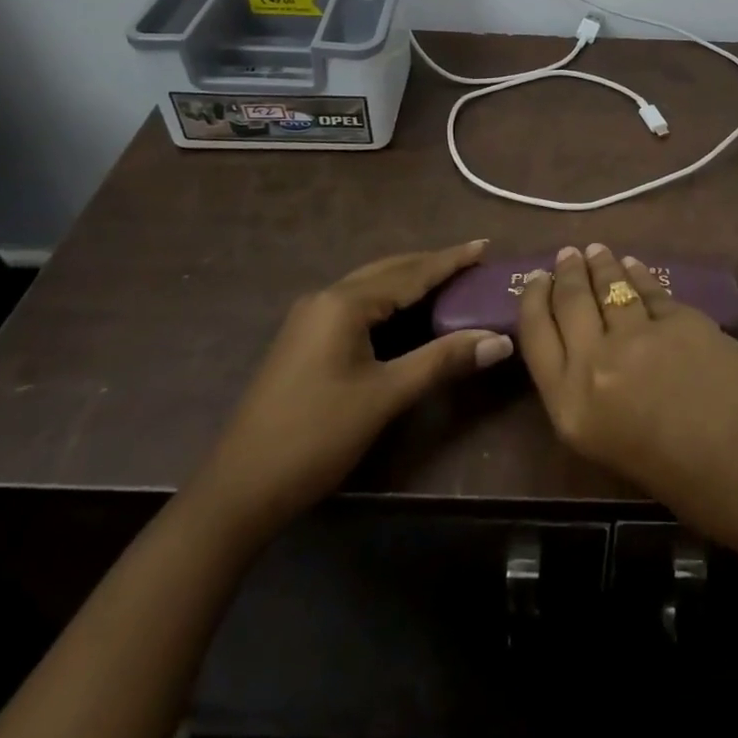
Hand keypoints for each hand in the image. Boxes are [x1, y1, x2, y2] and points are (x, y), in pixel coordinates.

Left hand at [194, 241, 512, 535]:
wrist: (237, 492)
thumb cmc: (315, 437)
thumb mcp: (385, 397)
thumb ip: (442, 360)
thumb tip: (500, 340)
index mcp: (344, 303)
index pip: (411, 273)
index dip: (451, 260)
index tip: (485, 245)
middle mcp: (325, 298)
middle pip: (389, 270)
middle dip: (431, 265)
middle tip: (472, 261)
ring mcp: (309, 319)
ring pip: (371, 286)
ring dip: (409, 280)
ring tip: (448, 279)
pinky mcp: (304, 340)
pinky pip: (357, 304)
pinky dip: (389, 300)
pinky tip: (405, 311)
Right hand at [517, 243, 737, 547]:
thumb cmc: (682, 481)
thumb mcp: (611, 445)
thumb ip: (592, 396)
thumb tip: (591, 355)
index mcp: (571, 406)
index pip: (536, 337)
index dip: (533, 300)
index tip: (536, 280)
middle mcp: (594, 363)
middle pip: (570, 303)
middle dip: (567, 274)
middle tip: (567, 255)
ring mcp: (638, 335)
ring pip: (610, 288)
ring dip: (601, 266)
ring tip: (596, 252)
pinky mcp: (678, 317)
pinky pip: (650, 290)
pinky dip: (640, 276)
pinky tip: (635, 266)